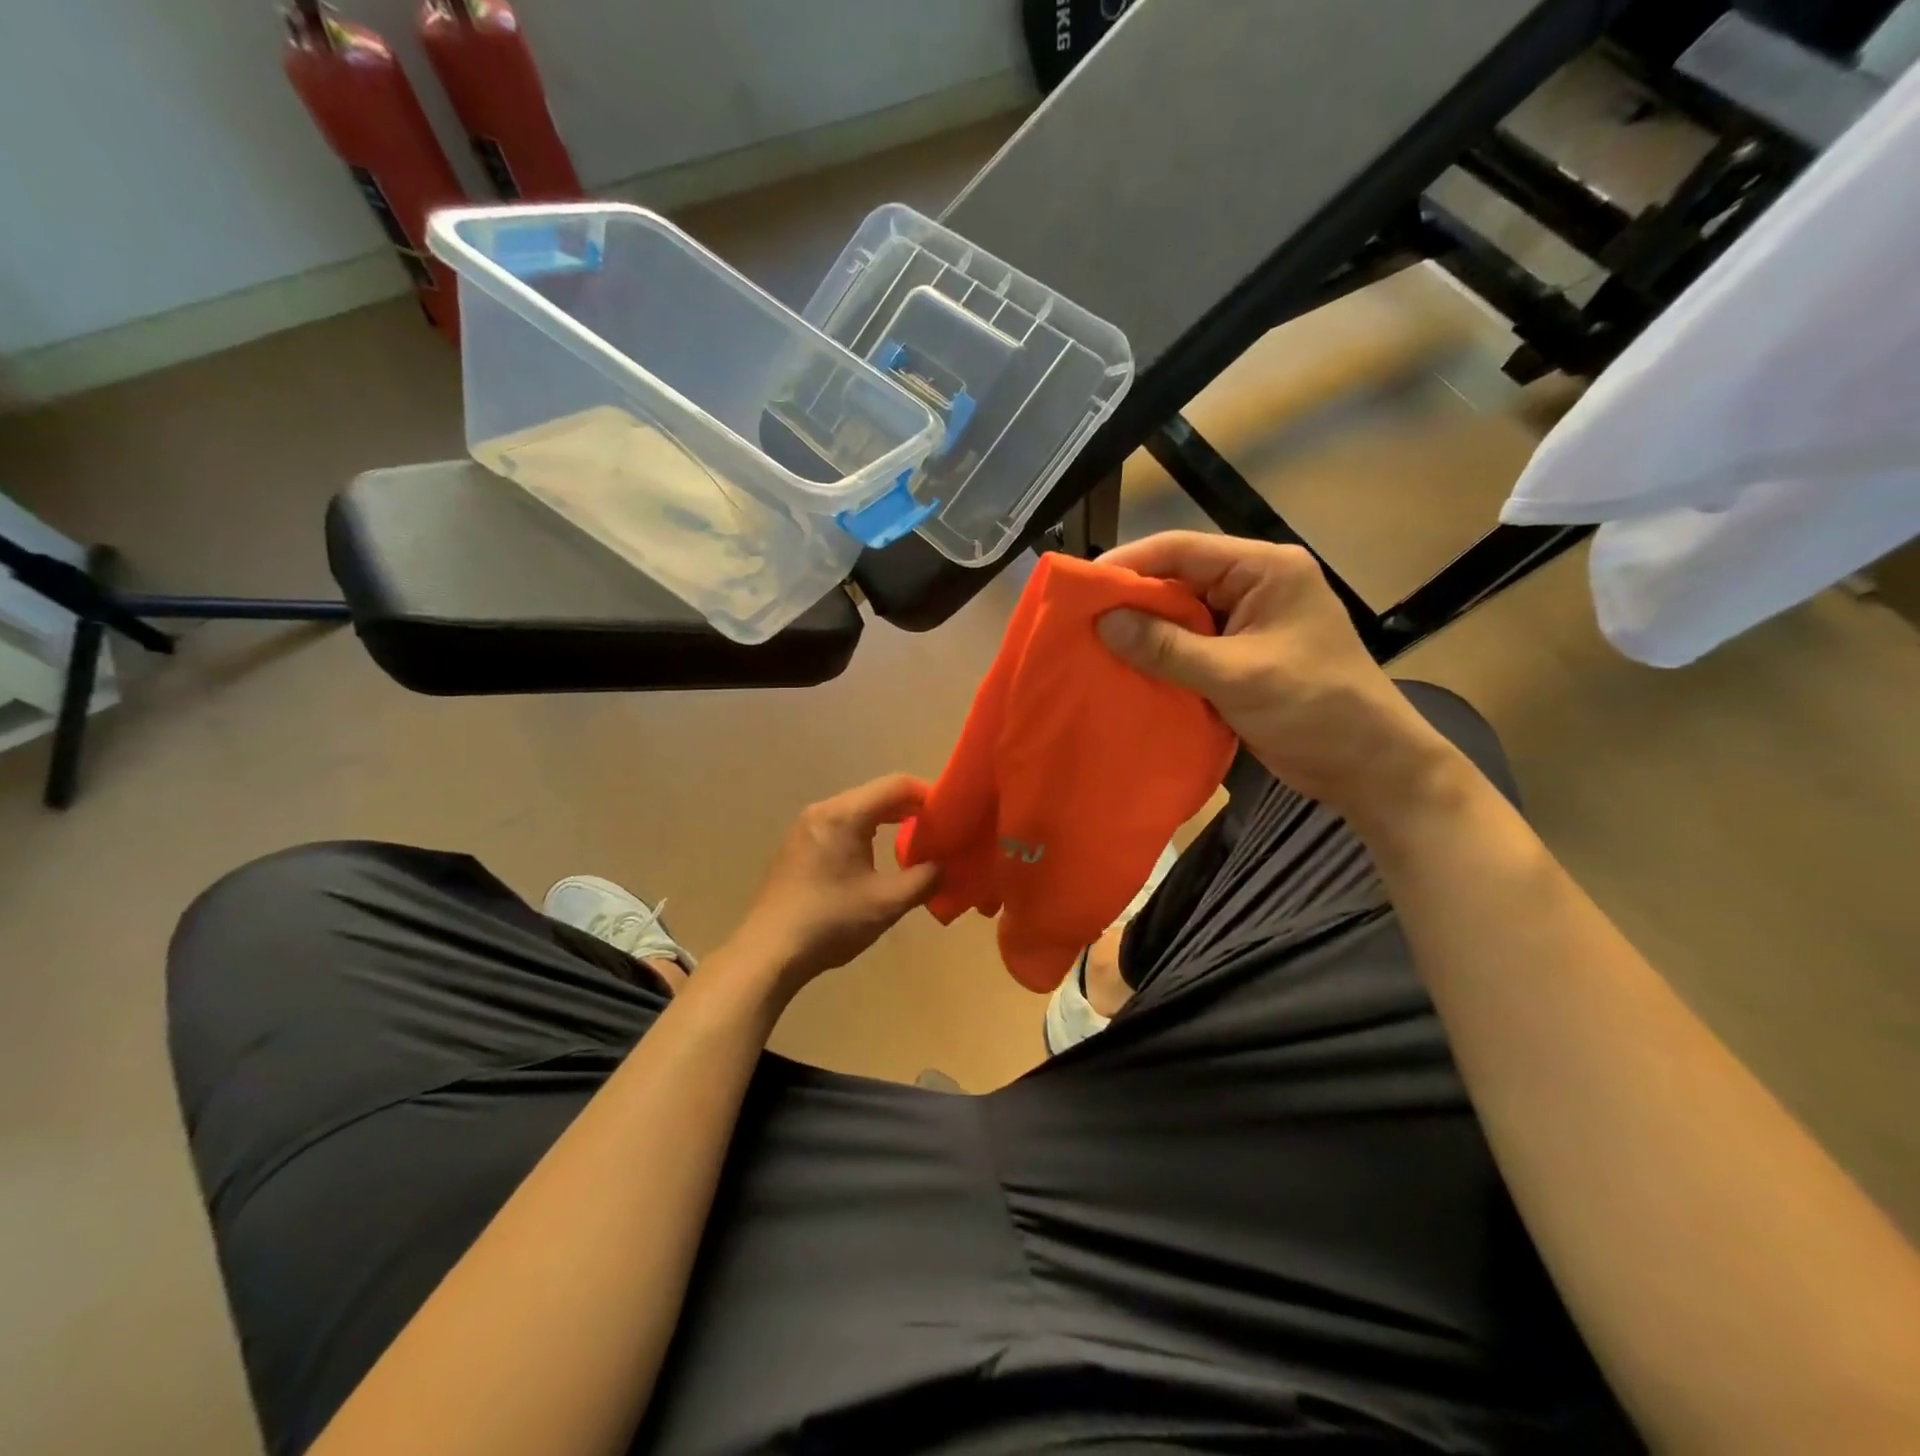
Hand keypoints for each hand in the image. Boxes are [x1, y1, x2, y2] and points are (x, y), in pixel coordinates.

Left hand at [733, 775, 941, 992]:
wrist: (768, 953)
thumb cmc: (831, 922)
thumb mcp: (887, 903)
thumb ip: (924, 879)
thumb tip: (945, 865)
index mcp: (844, 815)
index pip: (896, 785)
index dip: (928, 793)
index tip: (952, 813)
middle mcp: (823, 810)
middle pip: (875, 794)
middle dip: (910, 807)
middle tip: (939, 828)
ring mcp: (805, 827)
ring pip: (857, 809)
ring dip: (888, 819)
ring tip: (915, 841)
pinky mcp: (797, 846)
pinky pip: (840, 824)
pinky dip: (865, 830)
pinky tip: (876, 855)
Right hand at [1096, 532, 1461, 831]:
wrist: (1367, 766)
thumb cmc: (1315, 707)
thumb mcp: (1237, 675)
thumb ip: (1168, 648)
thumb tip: (1104, 622)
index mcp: (1264, 570)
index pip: (1184, 550)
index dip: (1130, 563)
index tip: (1081, 585)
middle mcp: (1252, 587)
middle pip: (1177, 582)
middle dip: (1130, 601)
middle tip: (1077, 621)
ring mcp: (1245, 625)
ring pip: (1179, 618)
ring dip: (1141, 634)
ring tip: (1090, 647)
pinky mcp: (1238, 658)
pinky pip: (1187, 649)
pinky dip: (1158, 660)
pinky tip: (1124, 672)